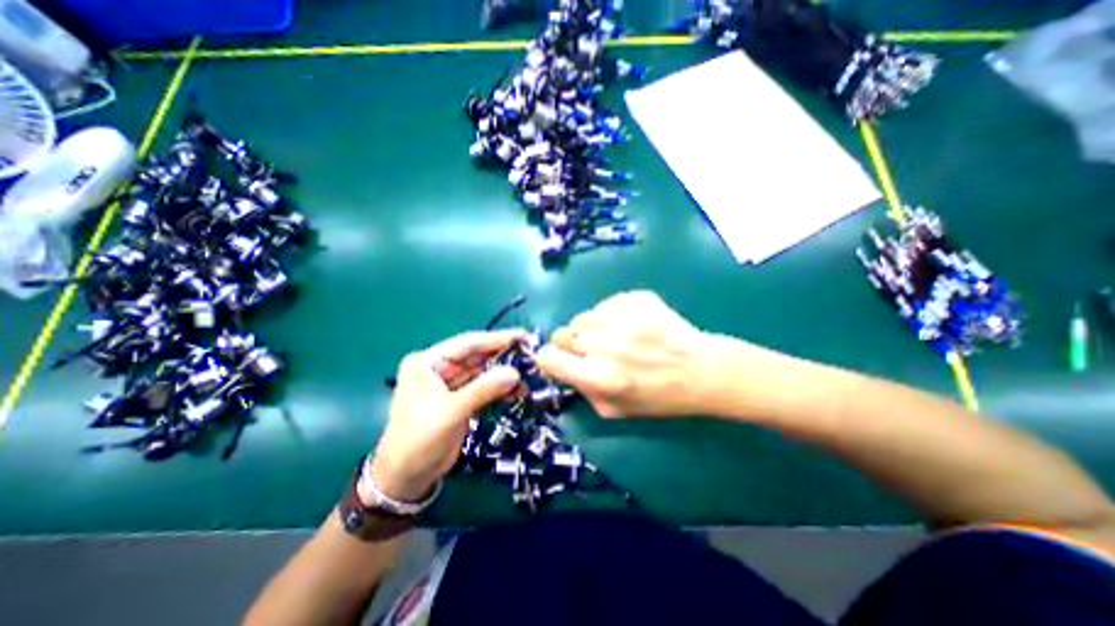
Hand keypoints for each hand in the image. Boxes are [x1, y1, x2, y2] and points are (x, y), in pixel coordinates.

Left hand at [367, 333, 523, 503]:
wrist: (406, 478)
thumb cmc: (419, 439)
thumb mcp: (451, 411)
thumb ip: (483, 389)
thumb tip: (515, 372)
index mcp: (427, 362)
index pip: (467, 343)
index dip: (496, 339)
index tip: (523, 335)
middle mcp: (438, 367)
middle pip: (476, 355)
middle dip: (503, 354)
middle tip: (532, 353)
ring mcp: (450, 383)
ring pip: (482, 371)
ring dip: (504, 372)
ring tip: (530, 371)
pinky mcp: (459, 398)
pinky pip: (483, 387)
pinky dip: (500, 388)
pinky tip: (518, 389)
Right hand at [538, 292, 714, 417]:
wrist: (701, 369)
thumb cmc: (659, 397)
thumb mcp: (615, 411)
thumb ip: (582, 390)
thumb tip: (562, 368)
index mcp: (600, 377)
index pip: (549, 358)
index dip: (547, 359)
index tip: (555, 360)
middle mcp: (607, 344)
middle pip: (562, 334)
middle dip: (570, 344)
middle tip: (590, 351)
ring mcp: (623, 316)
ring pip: (582, 317)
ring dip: (590, 329)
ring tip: (613, 337)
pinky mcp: (636, 298)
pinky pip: (605, 304)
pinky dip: (609, 315)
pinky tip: (629, 326)